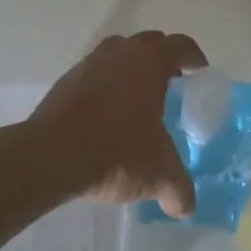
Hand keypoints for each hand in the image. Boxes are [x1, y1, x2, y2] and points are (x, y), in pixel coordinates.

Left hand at [29, 31, 206, 216]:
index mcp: (150, 62)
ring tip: (136, 100)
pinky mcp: (64, 83)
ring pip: (116, 54)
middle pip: (148, 43)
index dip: (194, 57)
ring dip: (129, 69)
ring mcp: (88, 65)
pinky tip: (104, 117)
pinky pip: (92, 76)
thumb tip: (186, 207)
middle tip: (170, 86)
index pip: (180, 45)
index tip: (199, 74)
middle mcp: (120, 53)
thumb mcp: (159, 174)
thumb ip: (179, 189)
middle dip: (162, 59)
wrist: (52, 156)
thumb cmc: (116, 151)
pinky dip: (103, 87)